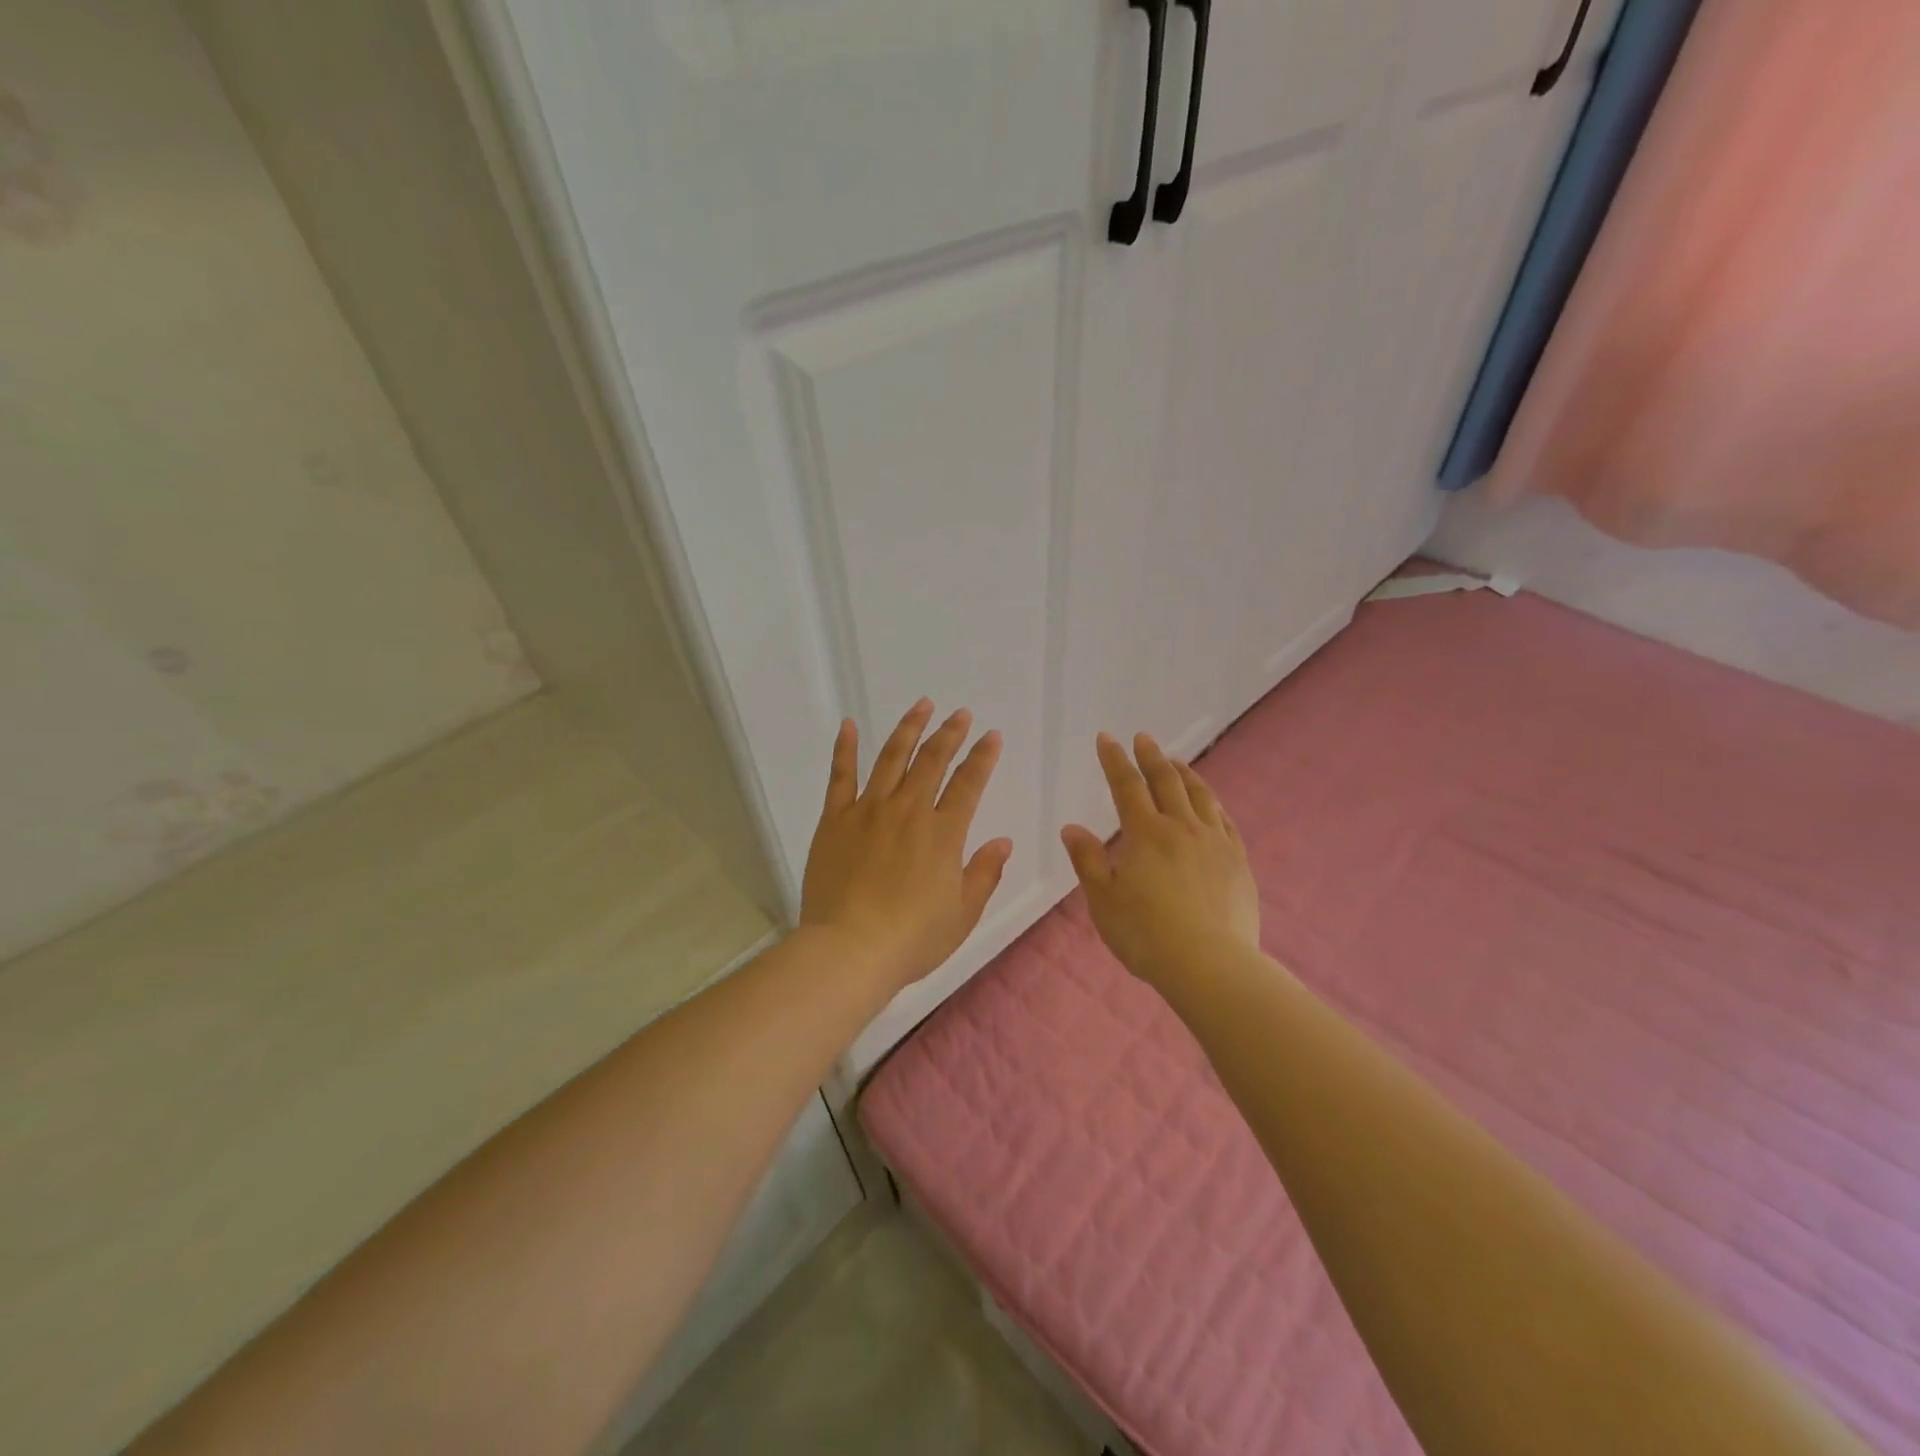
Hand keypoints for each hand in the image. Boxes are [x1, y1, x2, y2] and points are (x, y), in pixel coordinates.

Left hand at [800, 699, 1013, 994]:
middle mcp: (908, 811)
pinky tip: (849, 724)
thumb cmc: (912, 939)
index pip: (968, 784)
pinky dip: (845, 748)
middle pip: (932, 761)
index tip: (992, 735)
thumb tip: (1003, 841)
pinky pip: (840, 775)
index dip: (982, 757)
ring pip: (892, 757)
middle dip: (950, 733)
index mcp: (943, 833)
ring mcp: (868, 810)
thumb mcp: (962, 914)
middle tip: (961, 714)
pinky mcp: (835, 819)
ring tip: (922, 705)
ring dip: (909, 729)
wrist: (849, 949)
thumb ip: (984, 873)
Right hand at [1060, 732, 1260, 988]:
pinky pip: (1225, 822)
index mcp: (1146, 834)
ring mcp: (1215, 843)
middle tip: (1143, 738)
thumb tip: (1072, 828)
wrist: (1210, 965)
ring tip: (1175, 761)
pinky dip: (1214, 804)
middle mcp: (1182, 828)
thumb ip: (1089, 861)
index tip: (1107, 739)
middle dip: (1151, 757)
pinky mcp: (1238, 862)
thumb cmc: (1146, 935)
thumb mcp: (1104, 900)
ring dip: (1184, 774)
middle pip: (1166, 782)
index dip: (1114, 760)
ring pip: (1200, 796)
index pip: (1126, 786)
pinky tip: (1211, 803)